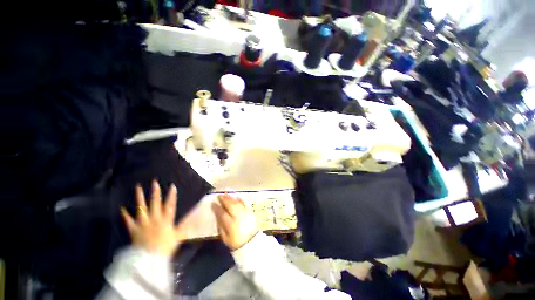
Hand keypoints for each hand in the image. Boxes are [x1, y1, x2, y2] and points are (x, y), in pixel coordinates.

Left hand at [121, 181, 185, 257]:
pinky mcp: (134, 229)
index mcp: (166, 220)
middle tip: (154, 182)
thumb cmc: (165, 247)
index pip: (170, 205)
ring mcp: (143, 223)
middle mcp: (155, 218)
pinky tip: (122, 208)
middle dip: (155, 192)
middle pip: (155, 203)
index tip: (172, 186)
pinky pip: (128, 221)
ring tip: (138, 187)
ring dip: (140, 197)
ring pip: (141, 207)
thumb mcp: (178, 236)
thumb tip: (191, 215)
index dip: (172, 195)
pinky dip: (125, 214)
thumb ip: (183, 225)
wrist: (149, 259)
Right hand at [211, 194, 257, 250]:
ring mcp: (245, 213)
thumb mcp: (225, 238)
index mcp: (230, 224)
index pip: (222, 213)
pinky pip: (245, 203)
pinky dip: (241, 199)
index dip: (217, 208)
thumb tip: (218, 216)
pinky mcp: (250, 212)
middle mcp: (238, 216)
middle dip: (224, 199)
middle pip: (230, 205)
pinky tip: (237, 197)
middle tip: (219, 195)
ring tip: (226, 194)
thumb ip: (221, 226)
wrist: (252, 243)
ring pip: (237, 203)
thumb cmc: (236, 242)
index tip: (213, 203)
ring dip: (231, 198)